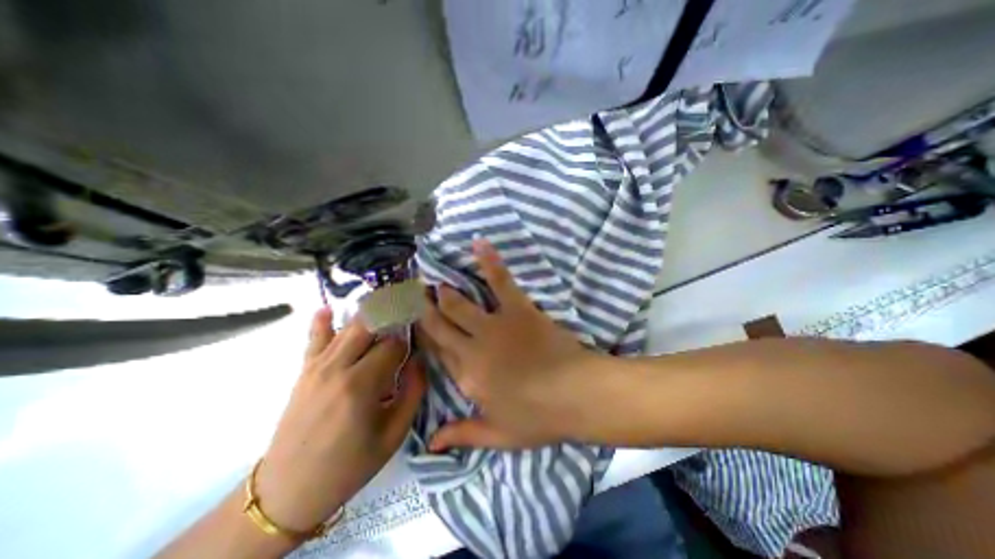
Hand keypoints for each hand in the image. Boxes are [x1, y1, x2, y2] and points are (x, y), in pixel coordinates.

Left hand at [253, 311, 423, 532]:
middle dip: (391, 315)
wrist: (288, 492)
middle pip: (369, 325)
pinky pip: (314, 339)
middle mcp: (337, 368)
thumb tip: (419, 360)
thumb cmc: (350, 465)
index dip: (408, 344)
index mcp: (361, 386)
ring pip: (346, 327)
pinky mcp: (304, 372)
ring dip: (369, 314)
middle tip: (406, 314)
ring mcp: (316, 367)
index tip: (415, 348)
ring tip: (386, 306)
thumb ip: (413, 391)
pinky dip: (322, 321)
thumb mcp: (394, 434)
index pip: (393, 346)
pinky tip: (328, 309)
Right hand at [417, 242, 597, 450]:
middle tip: (411, 296)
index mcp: (467, 378)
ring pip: (459, 304)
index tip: (411, 324)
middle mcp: (473, 349)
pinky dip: (489, 261)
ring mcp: (495, 326)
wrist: (577, 395)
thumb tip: (430, 445)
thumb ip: (463, 435)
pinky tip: (479, 243)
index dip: (423, 337)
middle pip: (440, 326)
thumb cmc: (539, 418)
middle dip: (423, 311)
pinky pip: (500, 281)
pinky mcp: (517, 309)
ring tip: (433, 281)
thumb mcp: (499, 435)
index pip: (437, 353)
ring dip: (445, 292)